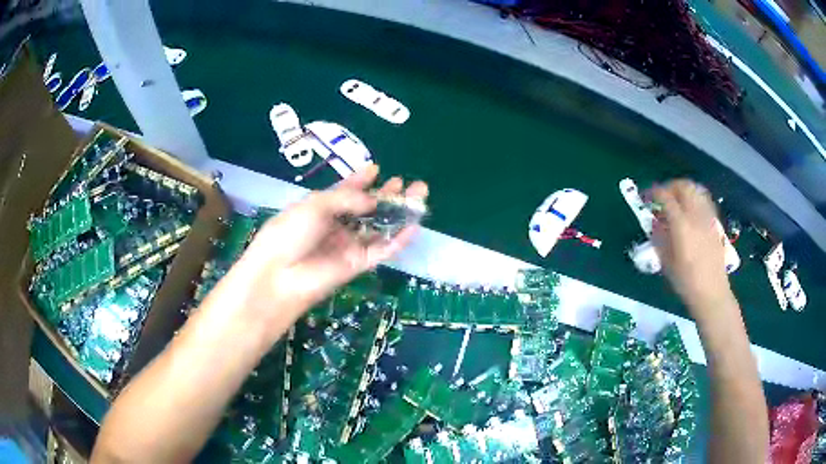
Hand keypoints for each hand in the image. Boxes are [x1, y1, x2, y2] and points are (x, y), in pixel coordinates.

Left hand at [238, 164, 427, 322]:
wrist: (280, 275)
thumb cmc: (291, 232)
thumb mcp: (316, 204)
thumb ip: (347, 198)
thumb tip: (373, 200)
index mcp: (322, 208)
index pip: (346, 191)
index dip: (361, 180)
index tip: (377, 169)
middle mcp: (337, 225)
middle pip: (368, 209)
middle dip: (387, 195)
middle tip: (408, 183)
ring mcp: (349, 245)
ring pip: (380, 228)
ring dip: (399, 214)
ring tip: (419, 196)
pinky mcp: (359, 264)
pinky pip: (383, 250)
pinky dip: (399, 239)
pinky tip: (414, 226)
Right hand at [650, 180, 731, 312]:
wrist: (711, 293)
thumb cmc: (686, 282)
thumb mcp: (666, 262)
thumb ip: (659, 237)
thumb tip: (654, 222)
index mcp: (682, 225)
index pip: (666, 197)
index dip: (653, 193)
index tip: (645, 196)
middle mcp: (696, 215)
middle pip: (683, 186)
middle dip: (669, 186)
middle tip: (661, 197)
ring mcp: (707, 217)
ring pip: (696, 189)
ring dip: (683, 190)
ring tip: (676, 200)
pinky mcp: (714, 223)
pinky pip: (704, 200)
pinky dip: (694, 197)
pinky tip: (690, 209)